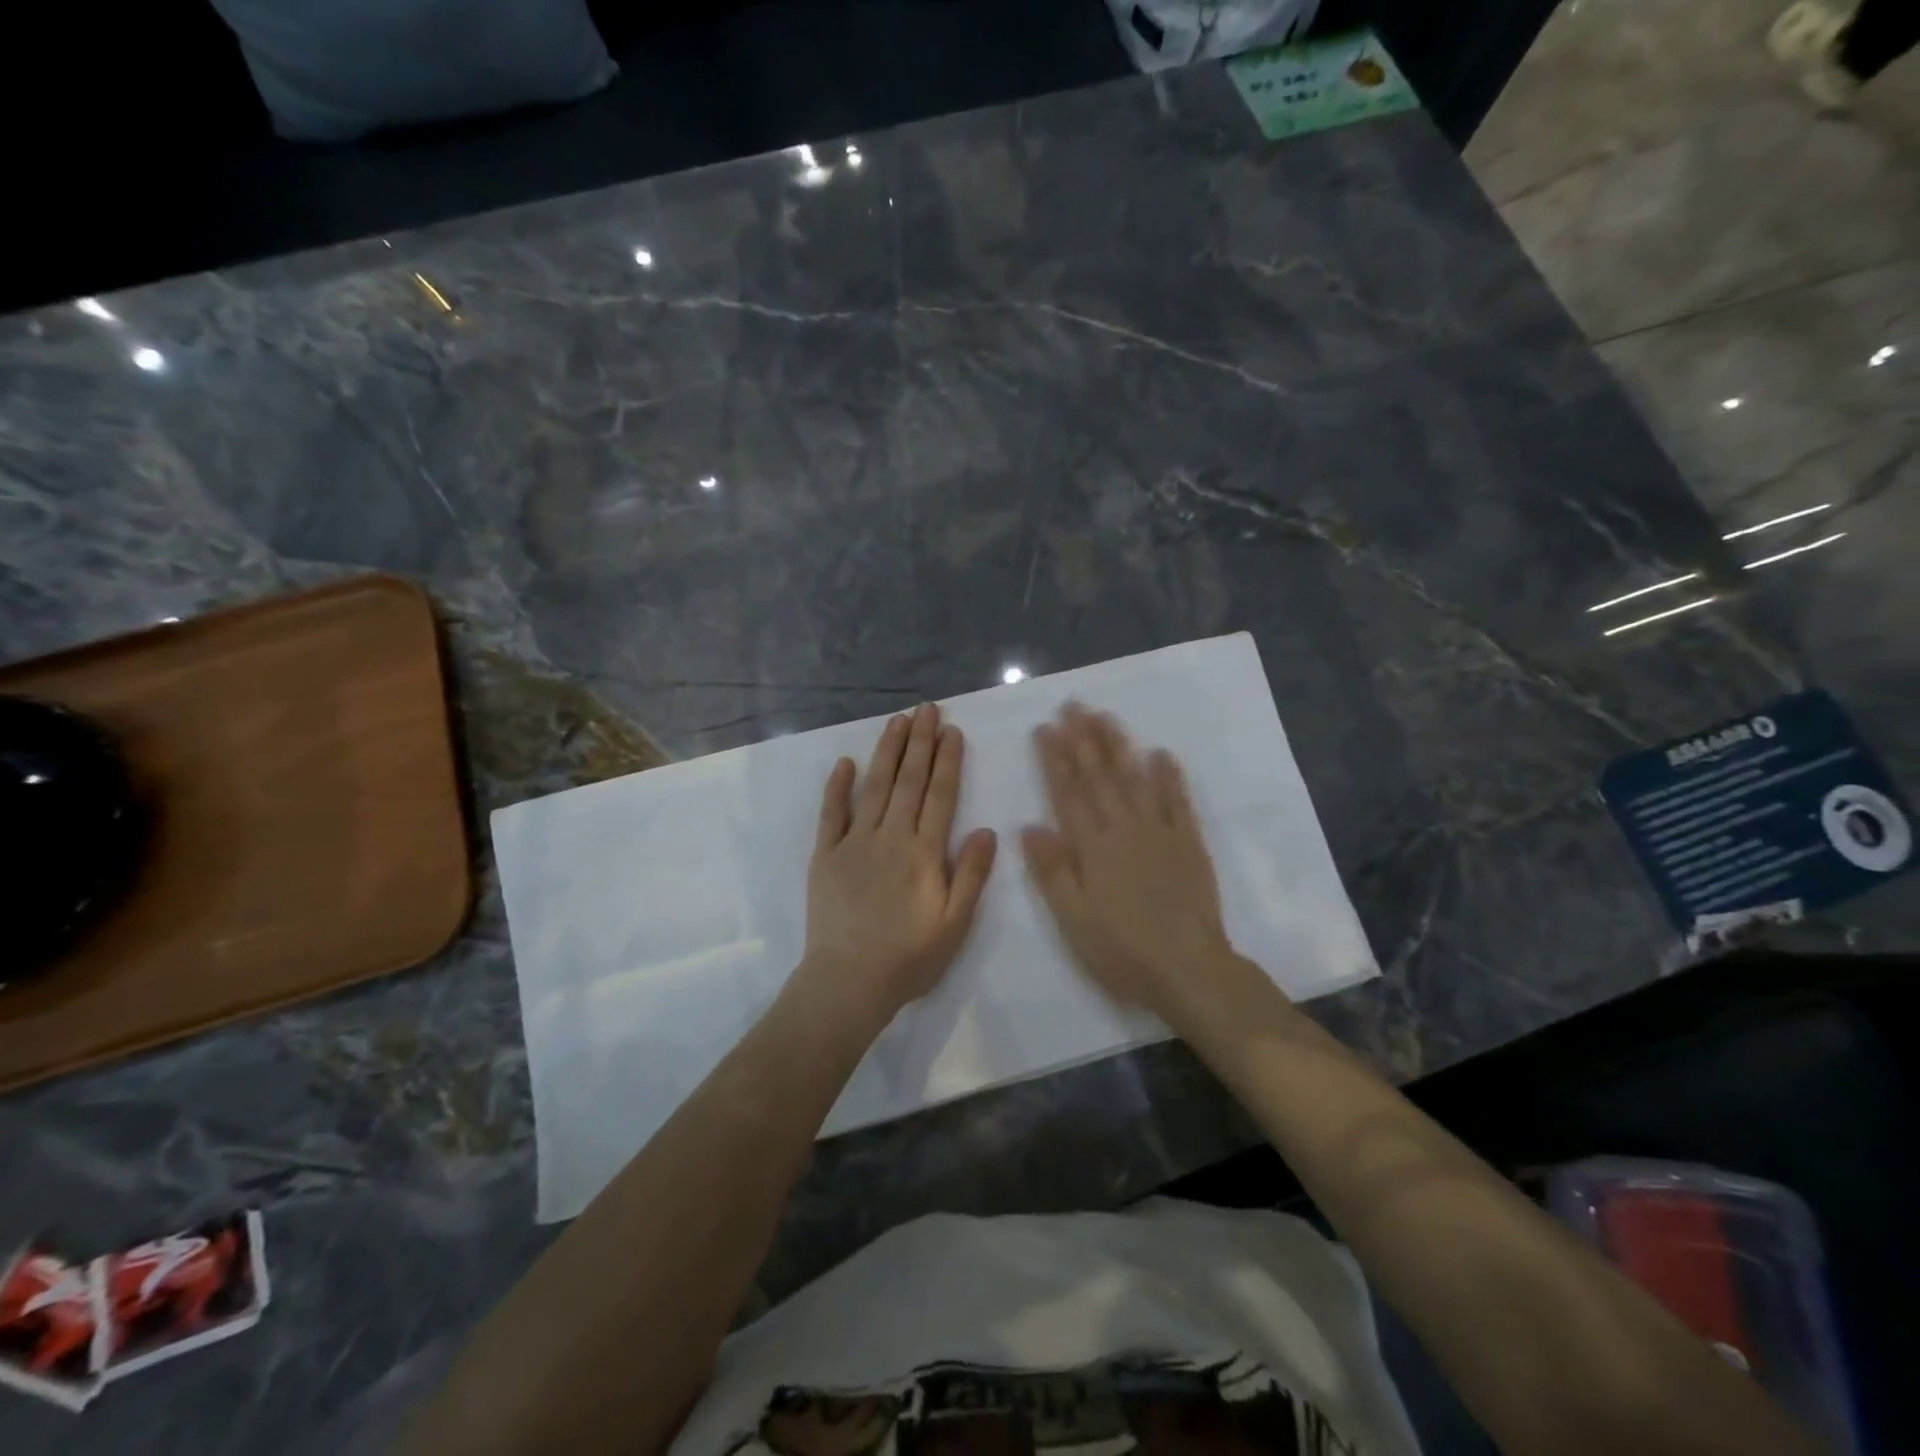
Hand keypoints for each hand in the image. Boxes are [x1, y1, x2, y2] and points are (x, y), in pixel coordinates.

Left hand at [796, 702, 997, 1027]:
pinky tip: (846, 762)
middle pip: (909, 781)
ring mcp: (854, 843)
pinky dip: (838, 786)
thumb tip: (986, 830)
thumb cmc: (908, 957)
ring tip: (898, 721)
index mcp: (923, 852)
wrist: (848, 982)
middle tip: (926, 709)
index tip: (952, 731)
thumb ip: (970, 875)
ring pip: (875, 787)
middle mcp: (890, 837)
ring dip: (888, 752)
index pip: (940, 795)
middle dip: (920, 742)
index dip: (948, 761)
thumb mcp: (954, 924)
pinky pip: (832, 813)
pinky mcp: (826, 855)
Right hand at [1021, 703, 1246, 1023]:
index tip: (1045, 728)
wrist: (1189, 970)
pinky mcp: (1189, 844)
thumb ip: (1052, 871)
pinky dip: (1170, 777)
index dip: (1055, 759)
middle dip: (1084, 739)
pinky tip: (1161, 754)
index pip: (1068, 793)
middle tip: (1074, 705)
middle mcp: (1124, 830)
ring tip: (1107, 717)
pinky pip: (1178, 803)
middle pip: (1100, 777)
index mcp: (1092, 848)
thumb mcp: (1073, 920)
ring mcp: (1160, 833)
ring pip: (1135, 780)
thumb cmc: (1122, 951)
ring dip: (1119, 747)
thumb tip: (1029, 826)